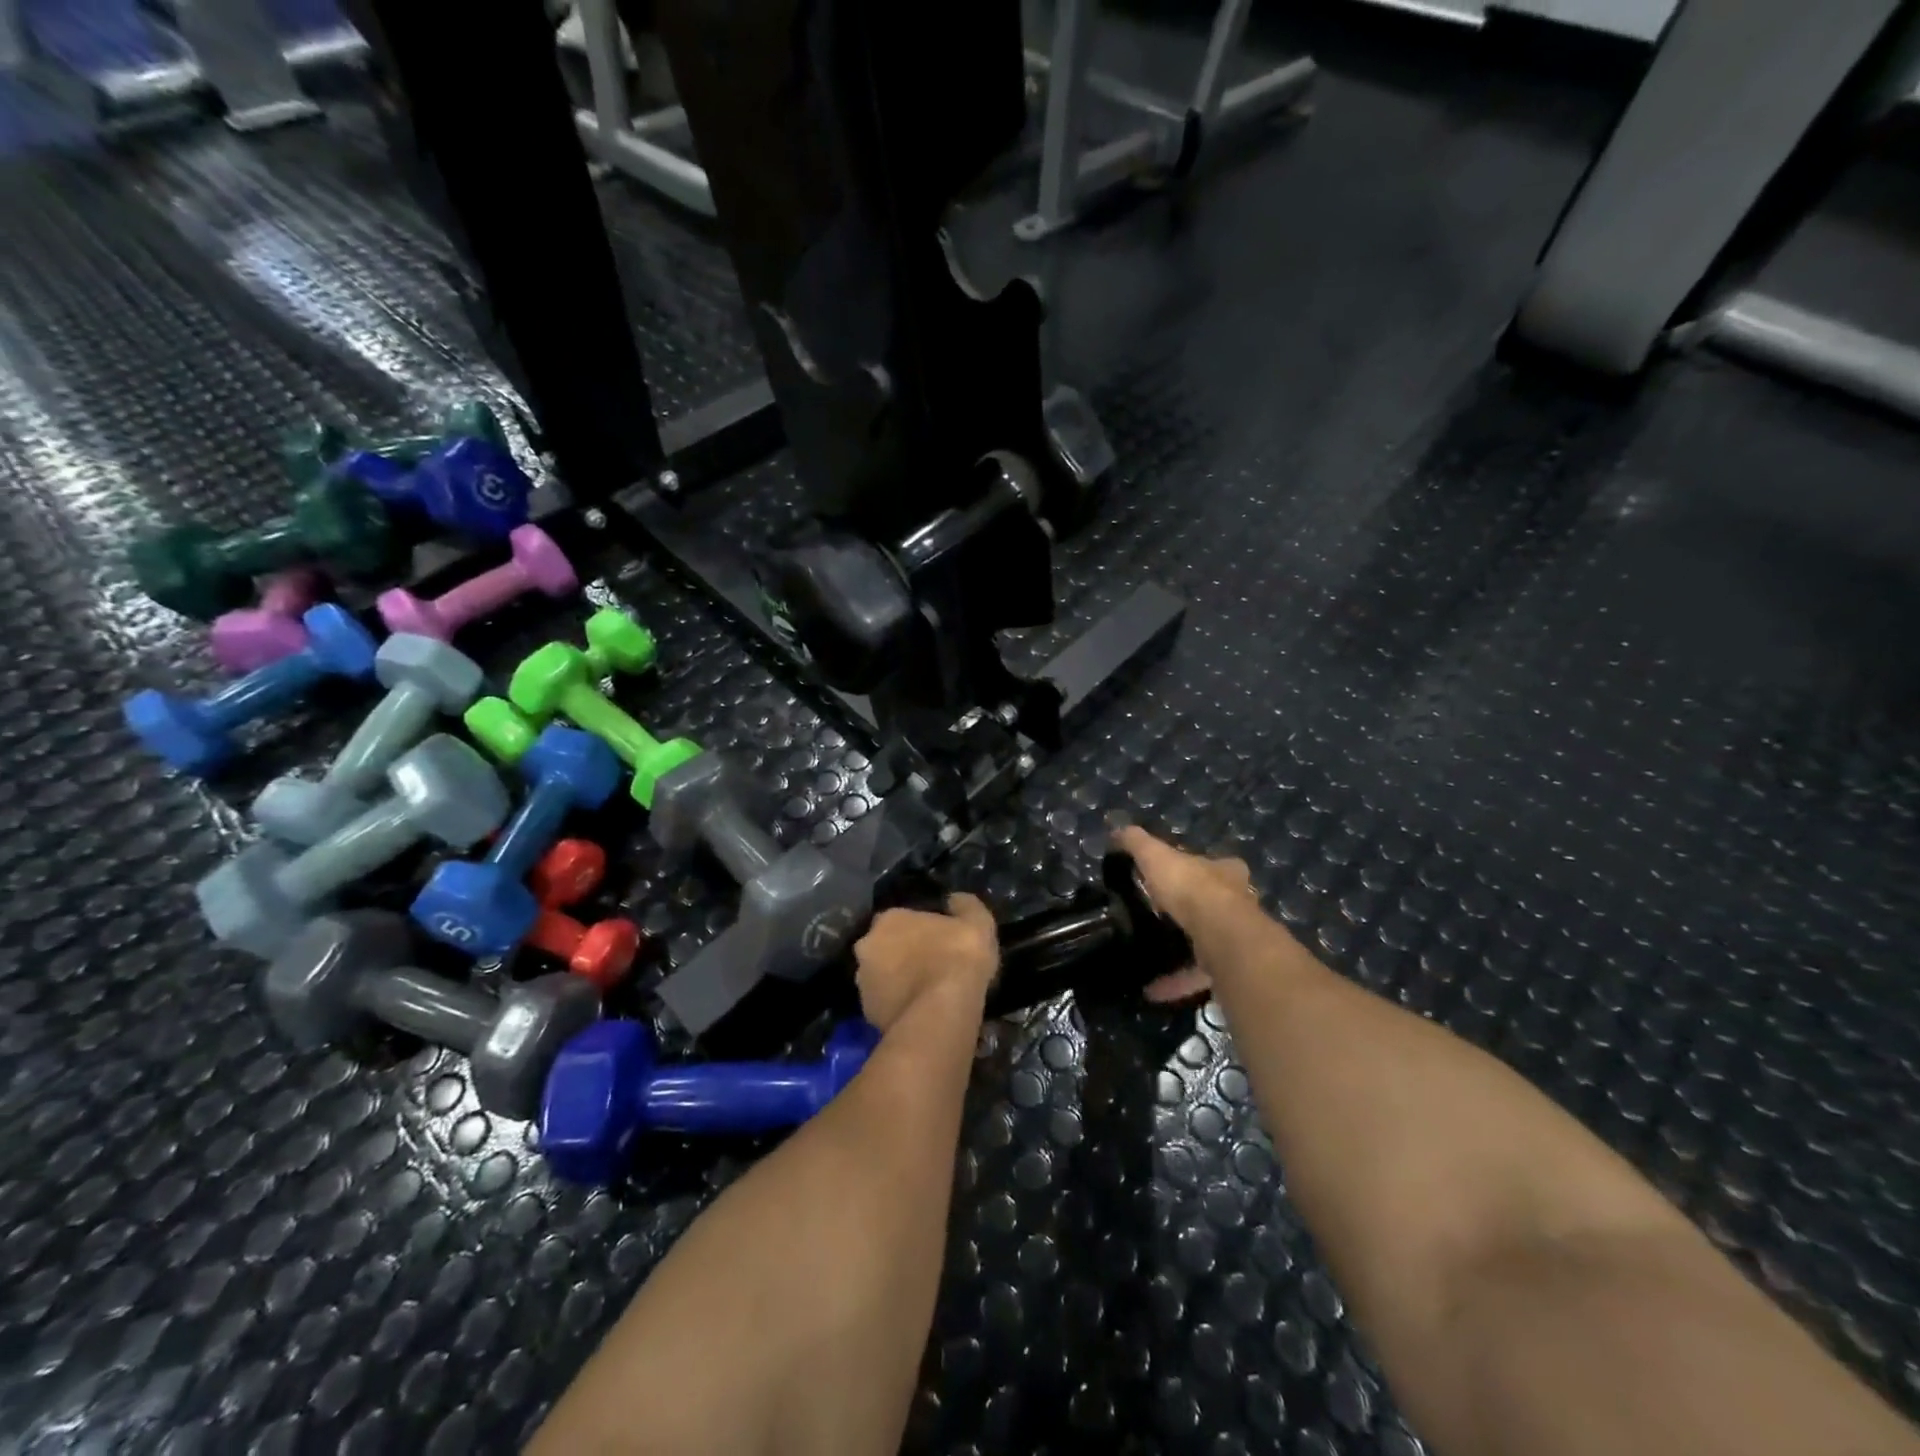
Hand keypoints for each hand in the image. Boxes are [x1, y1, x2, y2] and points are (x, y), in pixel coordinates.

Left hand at [852, 894, 999, 1032]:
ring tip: (924, 992)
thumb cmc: (958, 958)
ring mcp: (863, 981)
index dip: (917, 928)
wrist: (942, 1013)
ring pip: (880, 976)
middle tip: (928, 965)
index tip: (936, 939)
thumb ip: (964, 905)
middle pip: (883, 946)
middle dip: (900, 953)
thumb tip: (955, 900)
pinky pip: (883, 1004)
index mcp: (888, 919)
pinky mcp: (867, 1013)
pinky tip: (919, 1011)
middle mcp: (867, 946)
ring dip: (896, 980)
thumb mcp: (977, 922)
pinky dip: (897, 1005)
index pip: (898, 918)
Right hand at [1114, 826, 1257, 1002]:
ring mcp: (1238, 937)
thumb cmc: (1192, 889)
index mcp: (1224, 872)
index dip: (1194, 870)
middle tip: (1161, 919)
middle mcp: (1238, 902)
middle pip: (1214, 904)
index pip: (1211, 865)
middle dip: (1192, 911)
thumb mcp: (1157, 856)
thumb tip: (1117, 829)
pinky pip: (1200, 975)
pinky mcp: (1232, 968)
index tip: (1172, 879)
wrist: (1224, 936)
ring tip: (1152, 957)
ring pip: (1210, 942)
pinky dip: (1176, 982)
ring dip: (1183, 951)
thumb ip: (1138, 843)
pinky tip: (1153, 989)